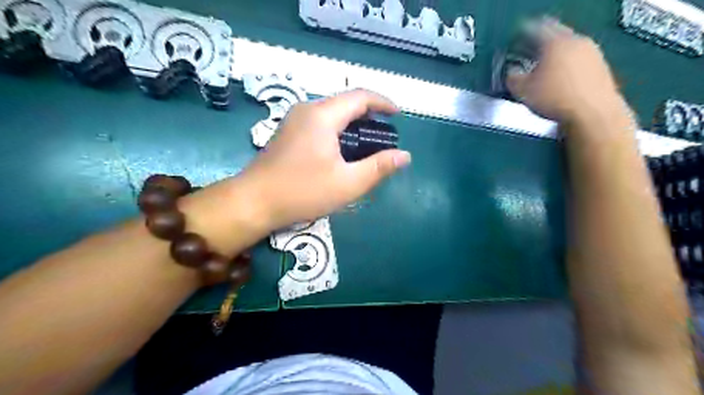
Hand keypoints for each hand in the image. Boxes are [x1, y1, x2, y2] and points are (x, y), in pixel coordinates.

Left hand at [237, 89, 410, 231]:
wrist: (254, 202)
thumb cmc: (302, 192)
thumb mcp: (348, 183)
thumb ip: (378, 167)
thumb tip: (404, 156)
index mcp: (323, 115)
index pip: (360, 97)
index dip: (382, 102)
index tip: (398, 115)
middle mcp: (307, 110)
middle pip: (345, 103)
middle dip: (369, 114)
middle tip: (385, 134)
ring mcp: (294, 120)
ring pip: (332, 113)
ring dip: (353, 123)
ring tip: (367, 143)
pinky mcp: (288, 133)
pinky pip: (320, 123)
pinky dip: (338, 130)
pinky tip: (342, 150)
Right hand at [506, 18, 627, 126]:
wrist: (592, 113)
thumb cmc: (553, 98)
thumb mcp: (522, 91)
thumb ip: (513, 78)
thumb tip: (512, 72)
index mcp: (554, 42)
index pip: (536, 29)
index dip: (522, 34)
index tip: (515, 42)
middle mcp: (576, 41)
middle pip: (555, 34)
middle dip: (540, 42)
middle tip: (528, 52)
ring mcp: (592, 52)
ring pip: (568, 47)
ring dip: (555, 54)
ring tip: (543, 68)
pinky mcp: (601, 66)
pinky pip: (578, 59)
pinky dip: (567, 65)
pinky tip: (560, 79)